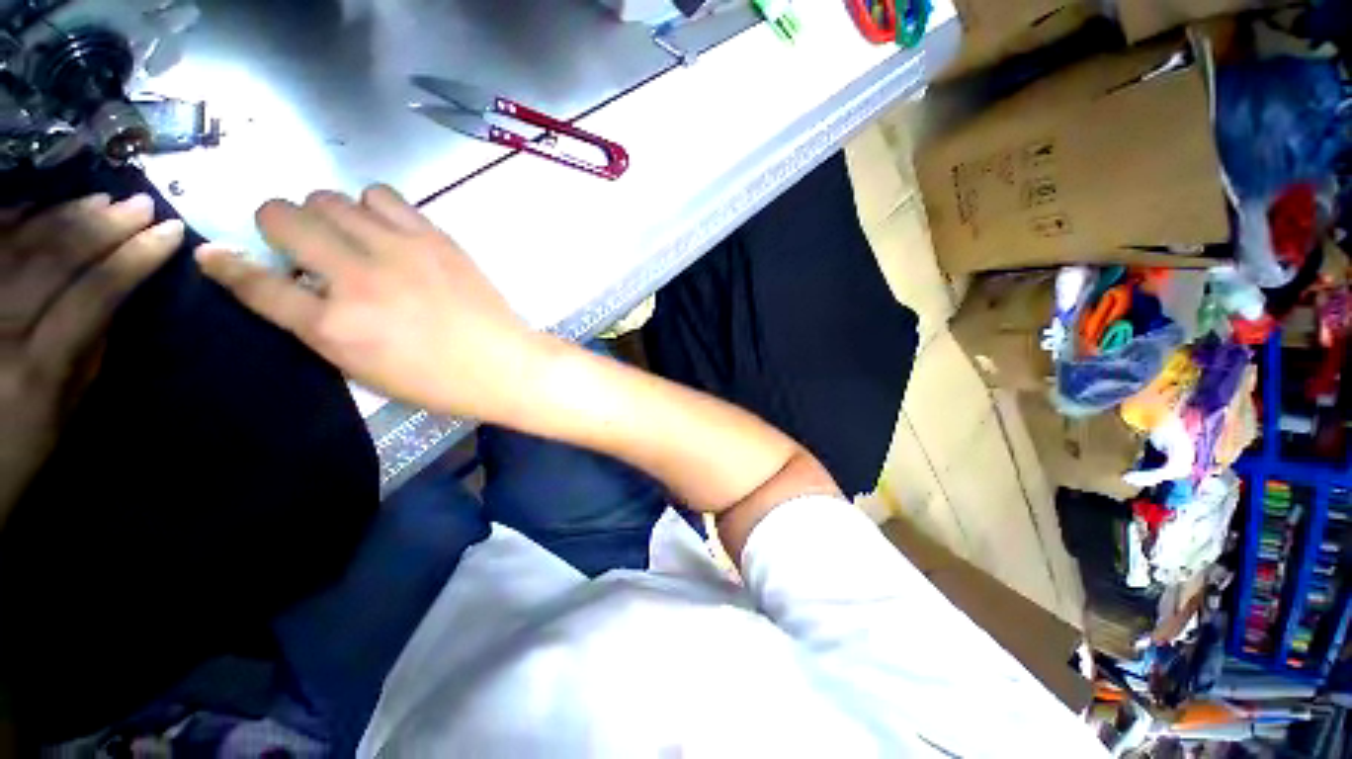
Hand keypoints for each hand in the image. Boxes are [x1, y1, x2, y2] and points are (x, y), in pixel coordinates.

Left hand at [0, 194, 183, 523]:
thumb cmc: (15, 451)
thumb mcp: (62, 415)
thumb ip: (85, 356)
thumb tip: (113, 302)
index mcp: (38, 369)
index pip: (96, 294)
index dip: (135, 258)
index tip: (170, 233)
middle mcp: (0, 330)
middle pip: (55, 260)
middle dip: (103, 227)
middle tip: (140, 204)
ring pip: (20, 245)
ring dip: (64, 216)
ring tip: (101, 199)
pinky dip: (11, 219)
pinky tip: (38, 204)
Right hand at [196, 186, 538, 421]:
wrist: (503, 364)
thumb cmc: (437, 381)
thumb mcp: (364, 371)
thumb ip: (320, 328)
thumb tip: (289, 288)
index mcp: (334, 326)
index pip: (256, 284)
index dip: (226, 266)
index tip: (213, 254)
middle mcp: (357, 278)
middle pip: (284, 216)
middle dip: (279, 227)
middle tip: (303, 247)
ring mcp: (398, 251)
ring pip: (330, 197)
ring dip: (326, 215)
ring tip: (349, 238)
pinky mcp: (435, 238)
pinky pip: (382, 195)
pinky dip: (371, 207)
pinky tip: (385, 230)